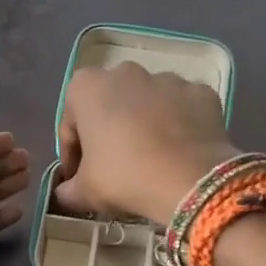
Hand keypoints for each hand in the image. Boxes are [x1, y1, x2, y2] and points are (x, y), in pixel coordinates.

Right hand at [54, 64, 235, 225]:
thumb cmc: (124, 177)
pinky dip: (178, 125)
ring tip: (150, 159)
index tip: (78, 177)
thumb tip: (65, 193)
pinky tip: (178, 152)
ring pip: (147, 103)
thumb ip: (67, 190)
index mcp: (87, 88)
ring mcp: (167, 78)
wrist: (191, 180)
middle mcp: (125, 72)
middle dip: (108, 131)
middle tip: (113, 166)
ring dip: (144, 125)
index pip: (71, 123)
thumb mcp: (85, 192)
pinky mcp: (200, 91)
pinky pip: (181, 108)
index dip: (73, 153)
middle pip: (109, 105)